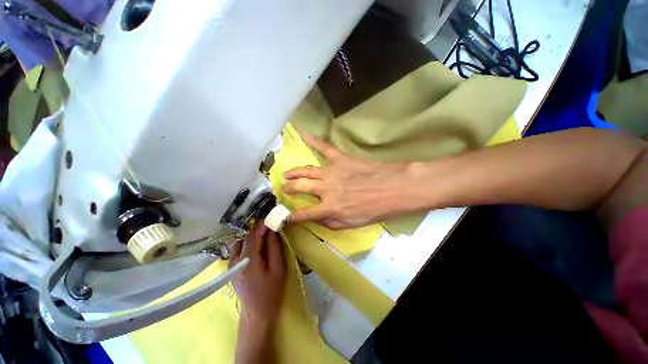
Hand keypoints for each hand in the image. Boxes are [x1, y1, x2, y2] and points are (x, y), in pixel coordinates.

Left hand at [229, 222, 285, 326]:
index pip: (253, 235)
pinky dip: (247, 242)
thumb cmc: (271, 292)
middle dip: (257, 229)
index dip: (262, 224)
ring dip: (252, 235)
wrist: (256, 314)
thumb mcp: (278, 268)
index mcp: (248, 261)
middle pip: (245, 237)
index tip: (272, 217)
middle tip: (270, 224)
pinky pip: (238, 248)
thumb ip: (274, 247)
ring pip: (240, 241)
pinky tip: (257, 244)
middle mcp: (235, 260)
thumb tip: (273, 230)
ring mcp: (230, 264)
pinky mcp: (231, 268)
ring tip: (265, 233)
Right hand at [282, 134, 411, 228]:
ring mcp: (332, 172)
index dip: (292, 216)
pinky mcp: (340, 159)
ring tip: (287, 173)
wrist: (393, 188)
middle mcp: (326, 189)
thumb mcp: (352, 224)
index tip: (284, 216)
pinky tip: (302, 133)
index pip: (304, 214)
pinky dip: (313, 140)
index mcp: (329, 207)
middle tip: (283, 188)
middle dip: (289, 188)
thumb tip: (316, 218)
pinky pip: (324, 147)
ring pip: (307, 170)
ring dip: (294, 172)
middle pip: (300, 187)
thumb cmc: (374, 209)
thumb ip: (330, 223)